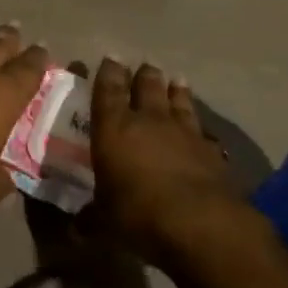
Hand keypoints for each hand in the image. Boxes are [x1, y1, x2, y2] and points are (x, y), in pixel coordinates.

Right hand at [86, 59, 248, 265]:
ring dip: (176, 90)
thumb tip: (76, 229)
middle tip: (144, 68)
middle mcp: (148, 119)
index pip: (108, 88)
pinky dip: (198, 126)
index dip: (109, 71)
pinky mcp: (210, 149)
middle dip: (144, 74)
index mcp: (114, 127)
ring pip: (178, 100)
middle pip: (147, 84)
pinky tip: (201, 129)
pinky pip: (202, 129)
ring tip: (176, 81)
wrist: (201, 224)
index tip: (110, 59)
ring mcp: (183, 131)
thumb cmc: (139, 214)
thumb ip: (91, 218)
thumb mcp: (105, 221)